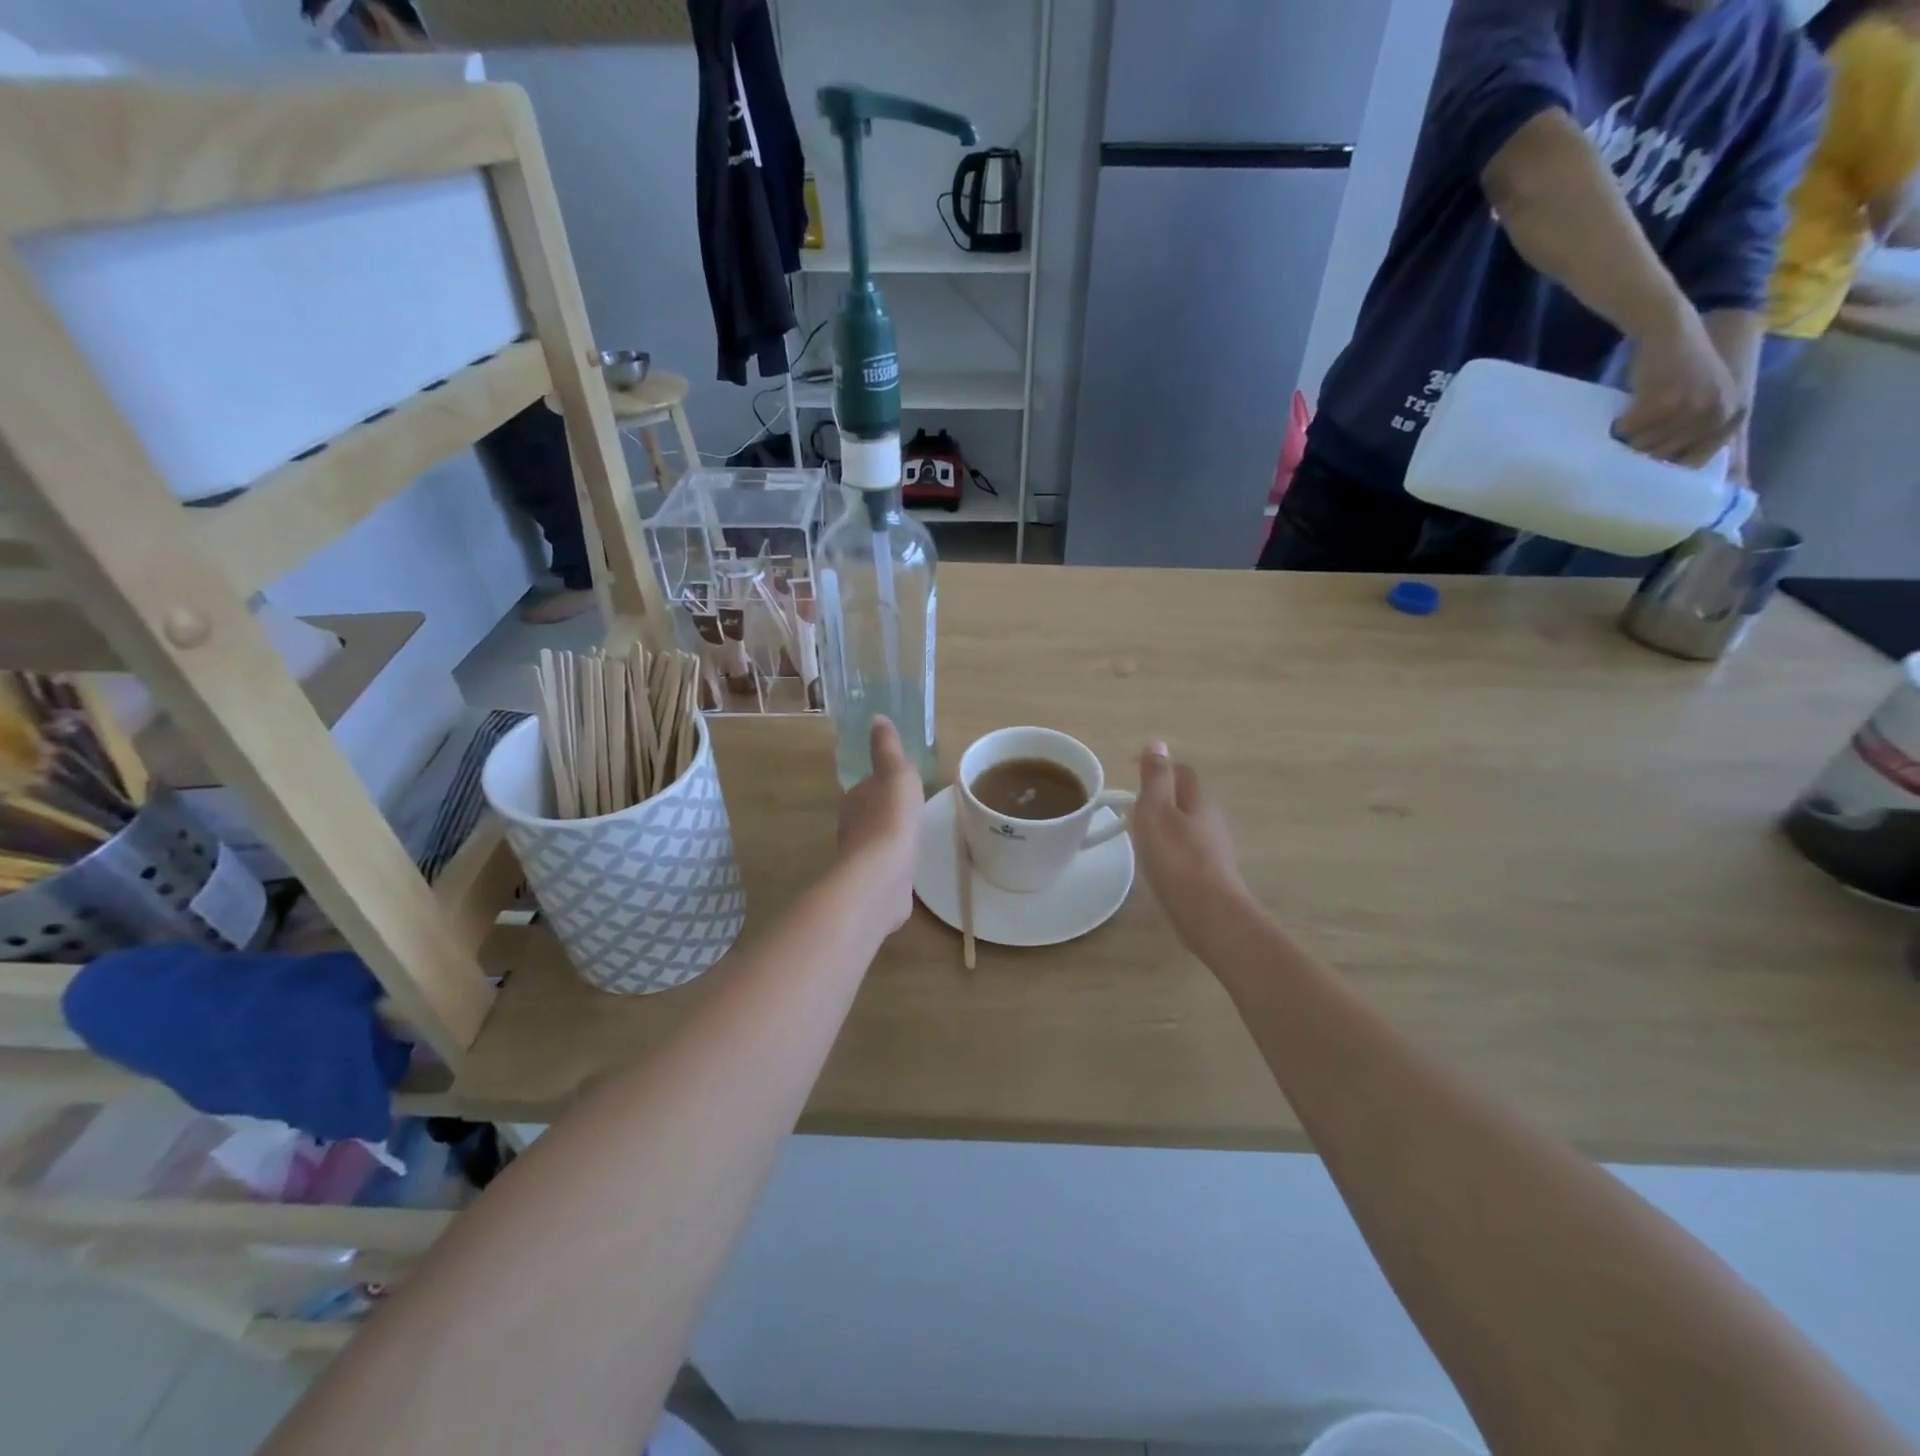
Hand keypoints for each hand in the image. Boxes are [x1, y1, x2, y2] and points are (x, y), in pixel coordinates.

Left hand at [836, 718, 924, 933]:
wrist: (883, 874)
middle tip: (911, 811)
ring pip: (876, 842)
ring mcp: (860, 858)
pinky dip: (894, 863)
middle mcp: (851, 827)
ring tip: (912, 838)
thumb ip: (887, 748)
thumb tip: (876, 718)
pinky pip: (885, 867)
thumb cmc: (892, 816)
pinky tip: (907, 866)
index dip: (883, 785)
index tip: (902, 787)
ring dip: (889, 839)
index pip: (867, 787)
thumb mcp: (896, 772)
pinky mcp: (872, 883)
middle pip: (870, 814)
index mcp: (855, 799)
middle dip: (886, 812)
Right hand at [1133, 742, 1250, 953]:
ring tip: (1141, 837)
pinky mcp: (1213, 875)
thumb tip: (1158, 744)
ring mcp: (1216, 849)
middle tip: (1133, 808)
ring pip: (1189, 826)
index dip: (1158, 769)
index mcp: (1199, 800)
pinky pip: (1190, 851)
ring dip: (1168, 825)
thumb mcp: (1156, 811)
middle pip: (1187, 798)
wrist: (1209, 914)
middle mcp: (1213, 819)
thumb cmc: (1176, 858)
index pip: (1181, 771)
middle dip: (1163, 798)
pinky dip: (1174, 850)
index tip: (1130, 775)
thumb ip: (1155, 778)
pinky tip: (1160, 864)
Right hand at [1617, 306, 1746, 467]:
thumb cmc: (1681, 368)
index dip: (1665, 463)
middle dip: (1643, 448)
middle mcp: (1718, 413)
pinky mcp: (1665, 401)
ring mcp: (1693, 407)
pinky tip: (1624, 412)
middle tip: (1636, 434)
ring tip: (1631, 421)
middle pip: (1664, 456)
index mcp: (1732, 416)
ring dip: (1630, 437)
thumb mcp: (1705, 400)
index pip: (1693, 462)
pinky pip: (1630, 429)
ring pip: (1645, 445)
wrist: (1673, 330)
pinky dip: (1620, 424)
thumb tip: (1674, 469)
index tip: (1647, 459)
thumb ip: (1700, 428)